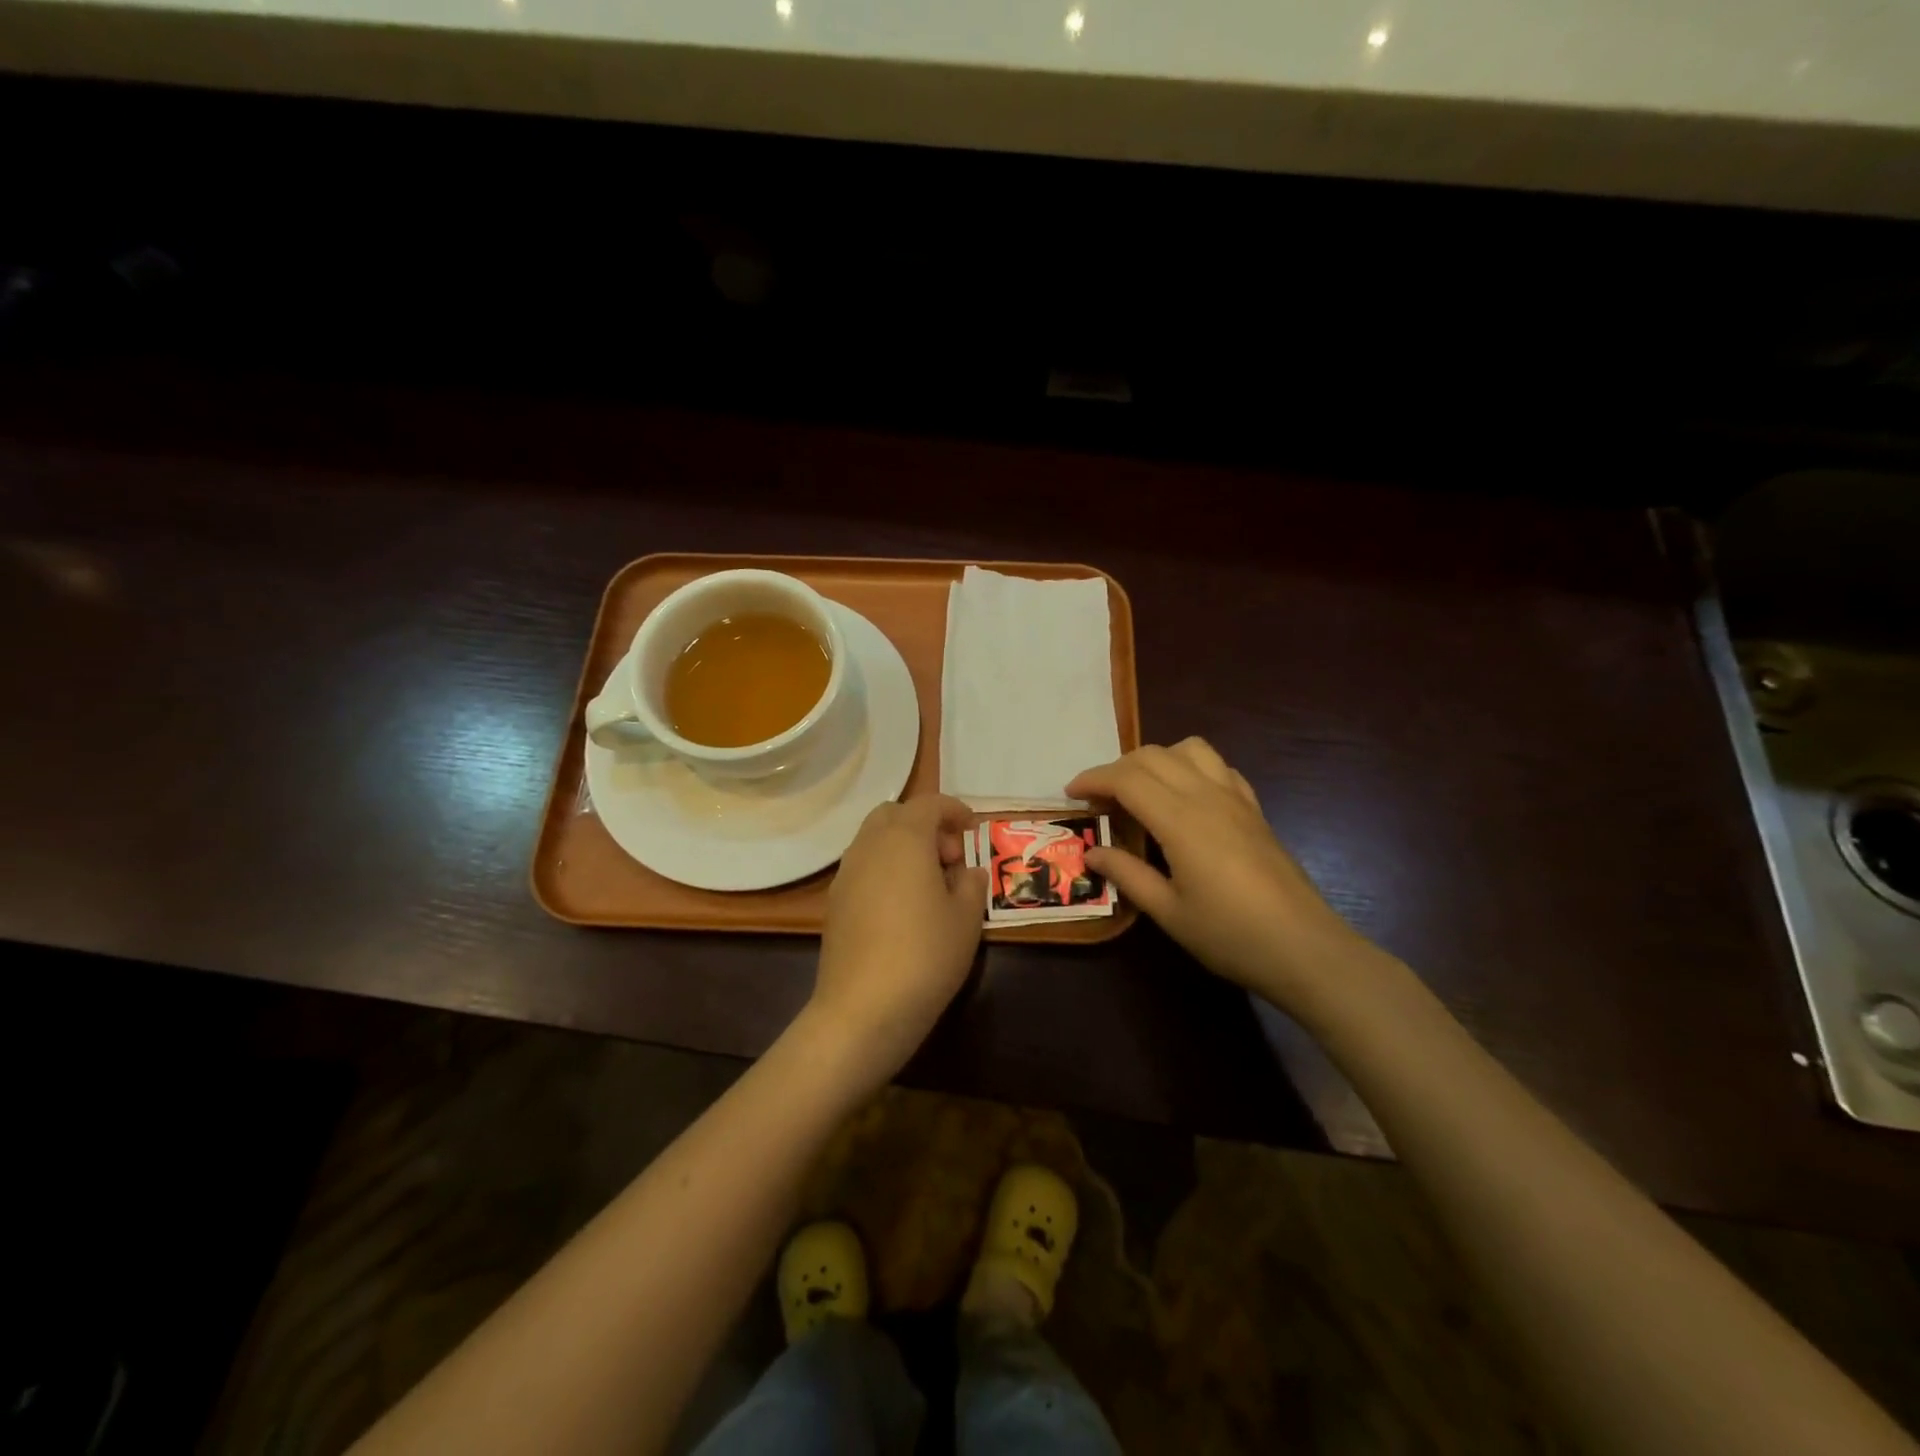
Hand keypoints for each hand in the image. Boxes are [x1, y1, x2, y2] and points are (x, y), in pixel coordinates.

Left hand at [806, 794, 986, 1086]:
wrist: (864, 1009)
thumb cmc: (926, 954)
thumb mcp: (966, 918)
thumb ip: (970, 884)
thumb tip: (966, 872)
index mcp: (904, 839)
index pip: (929, 804)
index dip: (954, 810)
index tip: (973, 829)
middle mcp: (869, 846)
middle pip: (894, 814)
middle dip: (924, 824)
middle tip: (949, 858)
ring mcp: (846, 874)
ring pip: (874, 839)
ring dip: (903, 846)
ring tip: (929, 884)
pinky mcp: (834, 903)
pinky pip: (863, 867)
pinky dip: (885, 869)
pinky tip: (903, 907)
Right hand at [1068, 739, 1388, 1016]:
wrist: (1306, 948)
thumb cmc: (1230, 935)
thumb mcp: (1168, 913)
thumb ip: (1127, 875)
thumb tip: (1093, 851)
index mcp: (1181, 820)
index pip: (1127, 779)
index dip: (1093, 780)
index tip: (1071, 794)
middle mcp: (1207, 796)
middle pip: (1153, 755)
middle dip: (1117, 768)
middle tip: (1099, 799)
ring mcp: (1235, 799)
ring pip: (1190, 749)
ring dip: (1157, 758)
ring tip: (1142, 790)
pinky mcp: (1255, 809)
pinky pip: (1219, 767)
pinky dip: (1192, 767)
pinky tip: (1186, 797)